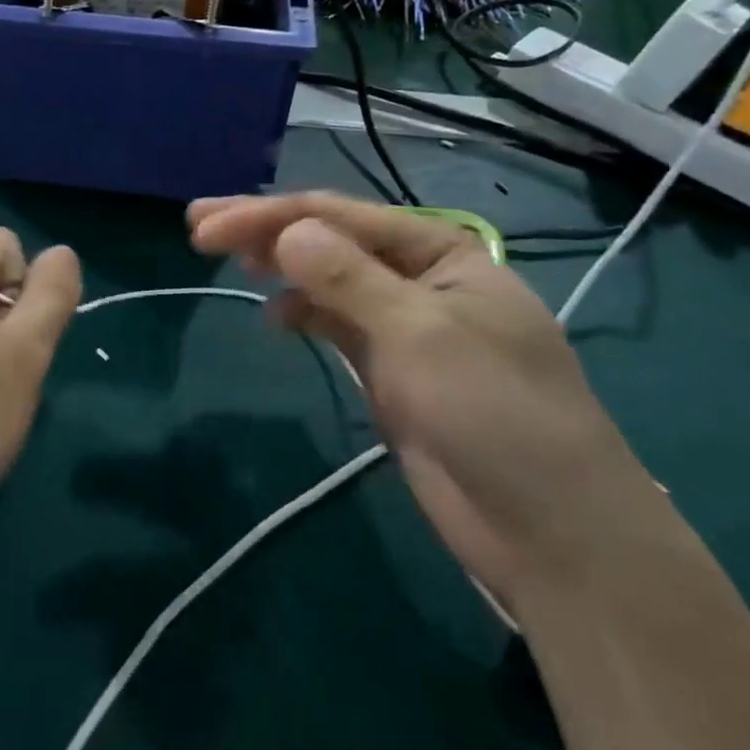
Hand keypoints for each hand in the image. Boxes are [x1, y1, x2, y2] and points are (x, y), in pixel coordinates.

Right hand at [189, 193, 672, 616]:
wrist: (551, 533)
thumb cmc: (495, 414)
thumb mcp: (419, 334)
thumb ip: (349, 278)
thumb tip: (287, 231)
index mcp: (439, 250)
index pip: (338, 216)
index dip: (268, 216)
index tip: (205, 227)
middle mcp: (419, 276)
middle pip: (329, 239)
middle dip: (265, 230)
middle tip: (198, 227)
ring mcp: (403, 323)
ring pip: (328, 278)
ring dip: (280, 265)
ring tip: (227, 259)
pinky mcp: (391, 368)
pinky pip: (336, 321)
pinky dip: (302, 310)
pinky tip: (274, 315)